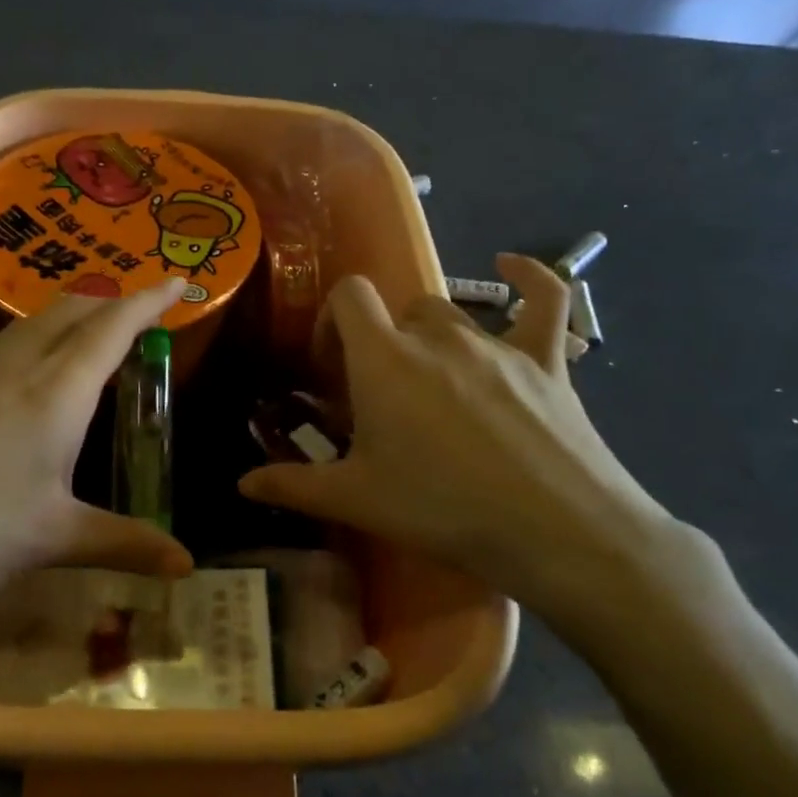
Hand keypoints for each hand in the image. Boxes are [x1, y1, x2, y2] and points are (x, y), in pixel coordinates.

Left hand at [0, 278, 193, 637]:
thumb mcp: (49, 539)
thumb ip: (121, 543)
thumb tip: (187, 564)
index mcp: (55, 391)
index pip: (113, 326)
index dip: (151, 299)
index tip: (182, 280)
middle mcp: (16, 366)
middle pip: (72, 309)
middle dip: (114, 300)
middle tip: (145, 313)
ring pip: (35, 322)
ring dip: (74, 315)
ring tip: (97, 335)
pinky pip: (7, 344)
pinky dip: (41, 339)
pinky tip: (33, 375)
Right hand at [239, 256, 710, 652]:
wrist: (555, 531)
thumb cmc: (442, 509)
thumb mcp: (357, 500)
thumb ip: (293, 486)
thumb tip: (242, 484)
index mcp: (384, 358)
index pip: (348, 297)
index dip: (333, 323)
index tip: (331, 370)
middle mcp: (436, 335)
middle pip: (397, 312)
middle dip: (382, 343)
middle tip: (382, 399)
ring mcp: (496, 343)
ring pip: (450, 315)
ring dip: (430, 338)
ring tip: (432, 387)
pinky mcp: (546, 359)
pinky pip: (542, 300)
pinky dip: (528, 278)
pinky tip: (512, 265)